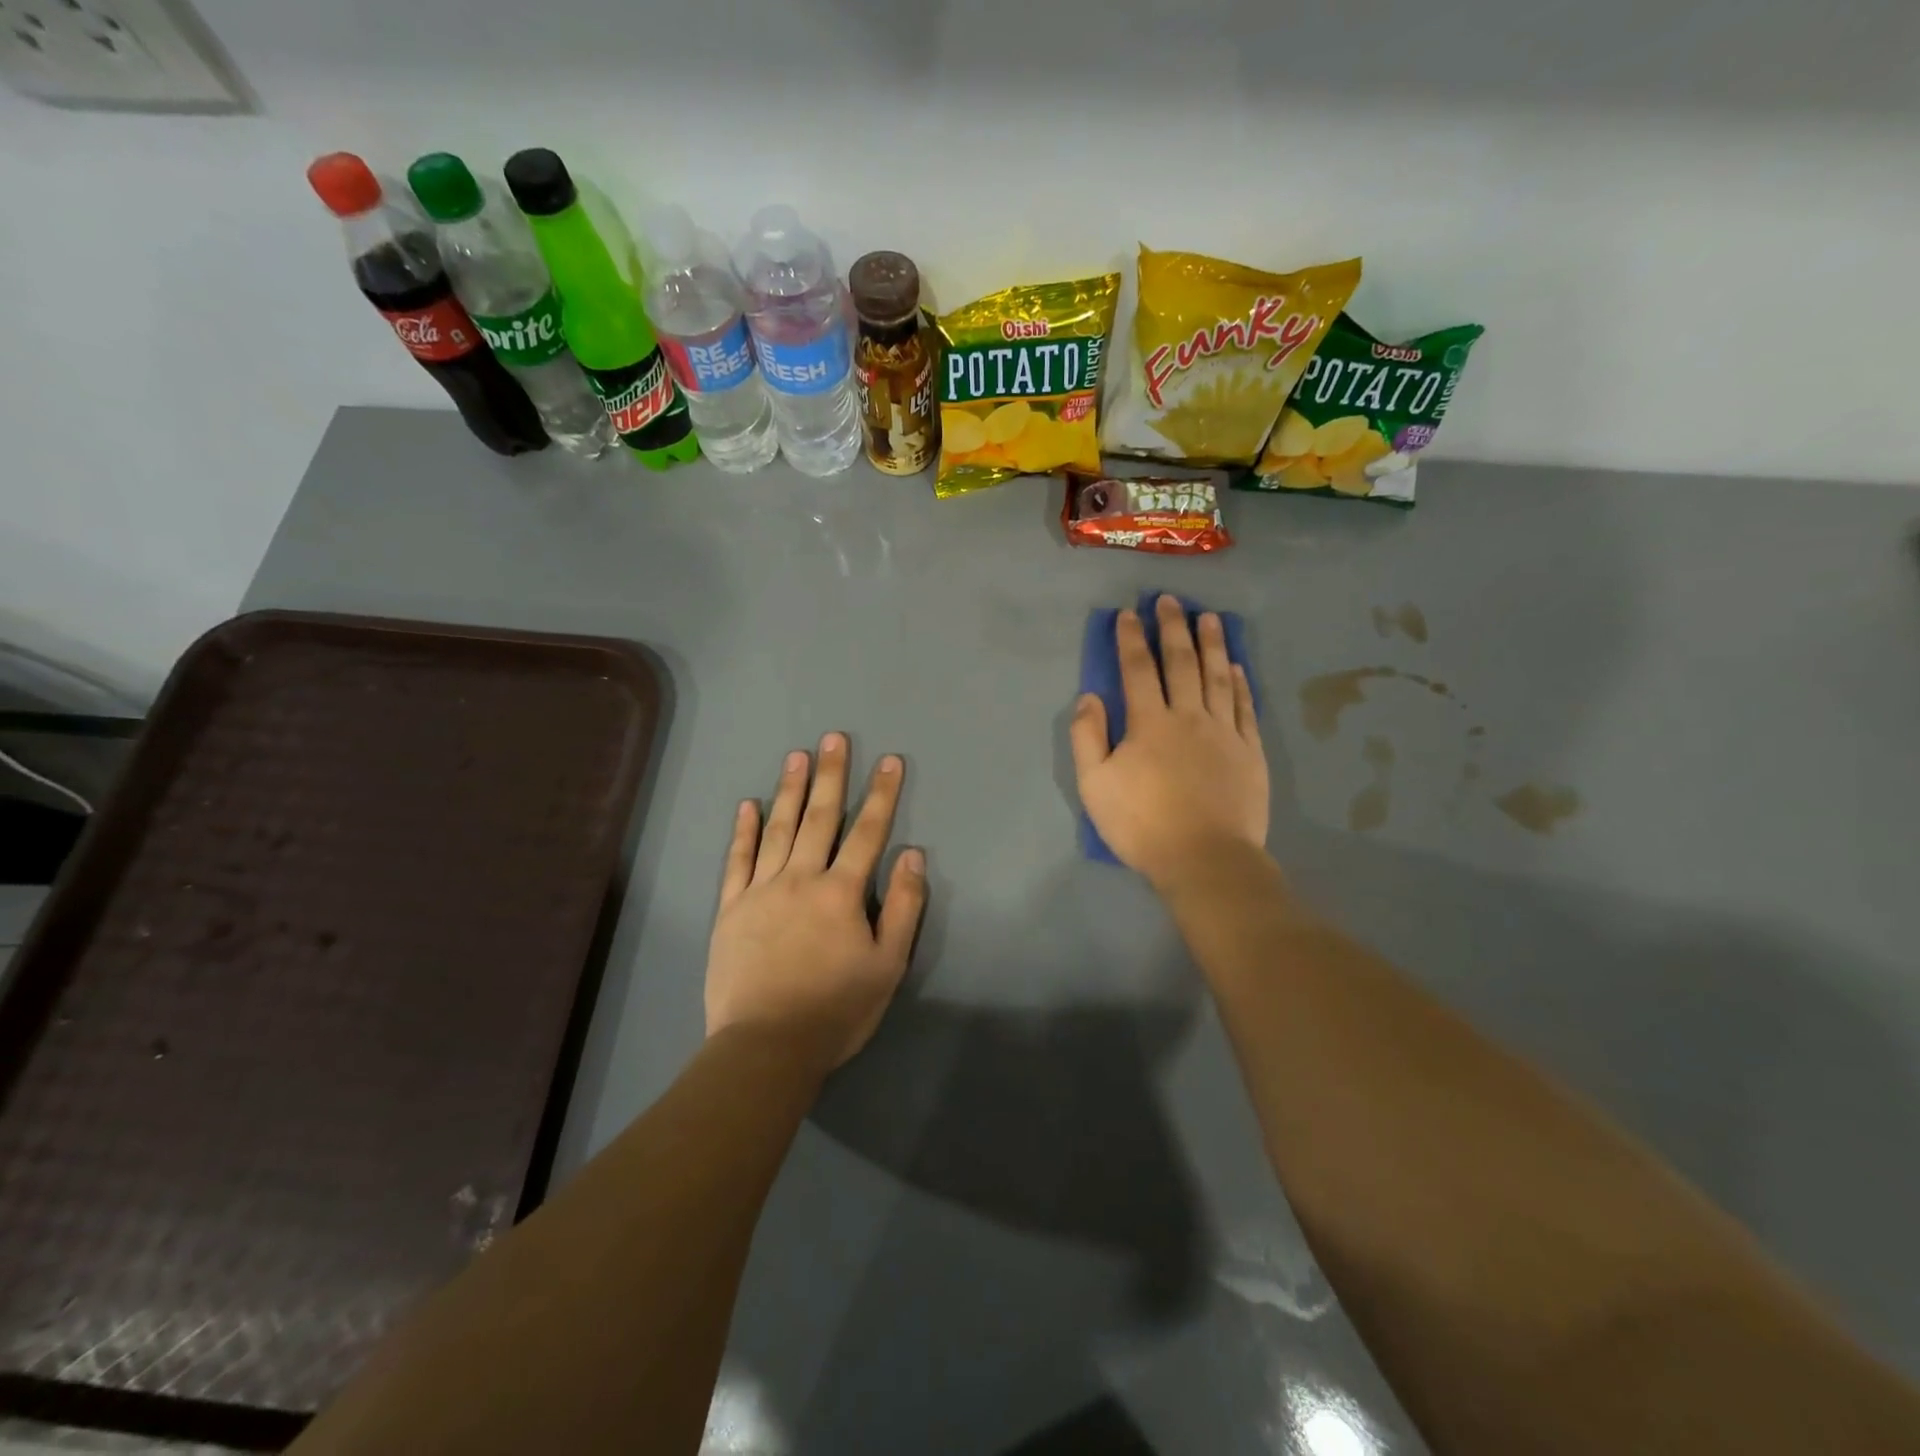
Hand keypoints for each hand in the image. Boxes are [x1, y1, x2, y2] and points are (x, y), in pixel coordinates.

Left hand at [707, 733, 926, 1072]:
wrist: (766, 1047)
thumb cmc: (836, 1010)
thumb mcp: (887, 965)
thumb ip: (902, 907)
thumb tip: (912, 855)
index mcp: (840, 892)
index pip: (867, 832)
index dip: (881, 794)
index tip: (890, 760)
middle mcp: (800, 879)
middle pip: (819, 818)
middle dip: (830, 775)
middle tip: (833, 737)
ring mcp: (760, 891)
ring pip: (777, 829)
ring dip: (789, 790)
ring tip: (797, 756)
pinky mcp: (730, 909)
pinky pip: (737, 861)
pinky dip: (743, 831)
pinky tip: (747, 805)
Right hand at [1070, 595, 1269, 889]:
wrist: (1205, 859)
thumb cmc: (1142, 824)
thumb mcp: (1094, 785)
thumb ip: (1087, 737)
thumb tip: (1090, 696)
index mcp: (1149, 723)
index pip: (1137, 670)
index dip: (1131, 639)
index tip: (1128, 614)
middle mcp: (1188, 716)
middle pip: (1181, 662)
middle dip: (1172, 628)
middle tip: (1170, 600)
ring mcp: (1224, 732)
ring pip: (1217, 677)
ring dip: (1212, 644)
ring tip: (1209, 617)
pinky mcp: (1250, 751)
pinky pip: (1244, 707)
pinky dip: (1240, 682)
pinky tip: (1236, 666)